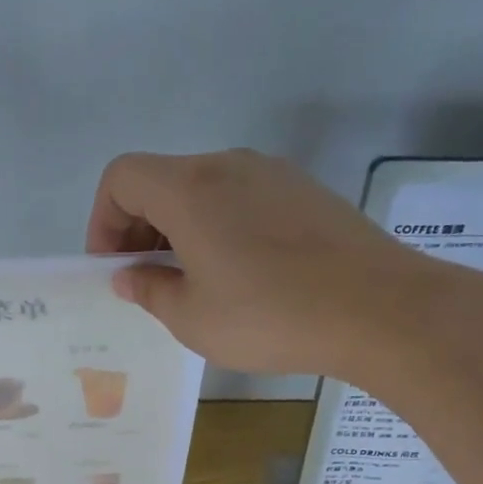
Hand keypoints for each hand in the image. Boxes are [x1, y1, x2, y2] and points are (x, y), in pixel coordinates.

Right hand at [85, 150, 424, 376]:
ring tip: (193, 283)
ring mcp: (273, 174)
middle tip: (147, 281)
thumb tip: (130, 275)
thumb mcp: (193, 318)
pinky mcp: (306, 192)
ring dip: (180, 229)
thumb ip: (149, 289)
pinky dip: (220, 227)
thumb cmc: (270, 316)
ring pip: (204, 189)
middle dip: (139, 228)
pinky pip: (242, 199)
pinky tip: (241, 276)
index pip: (122, 177)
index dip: (103, 221)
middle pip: (162, 180)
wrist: (379, 309)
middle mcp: (229, 165)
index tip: (115, 268)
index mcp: (190, 189)